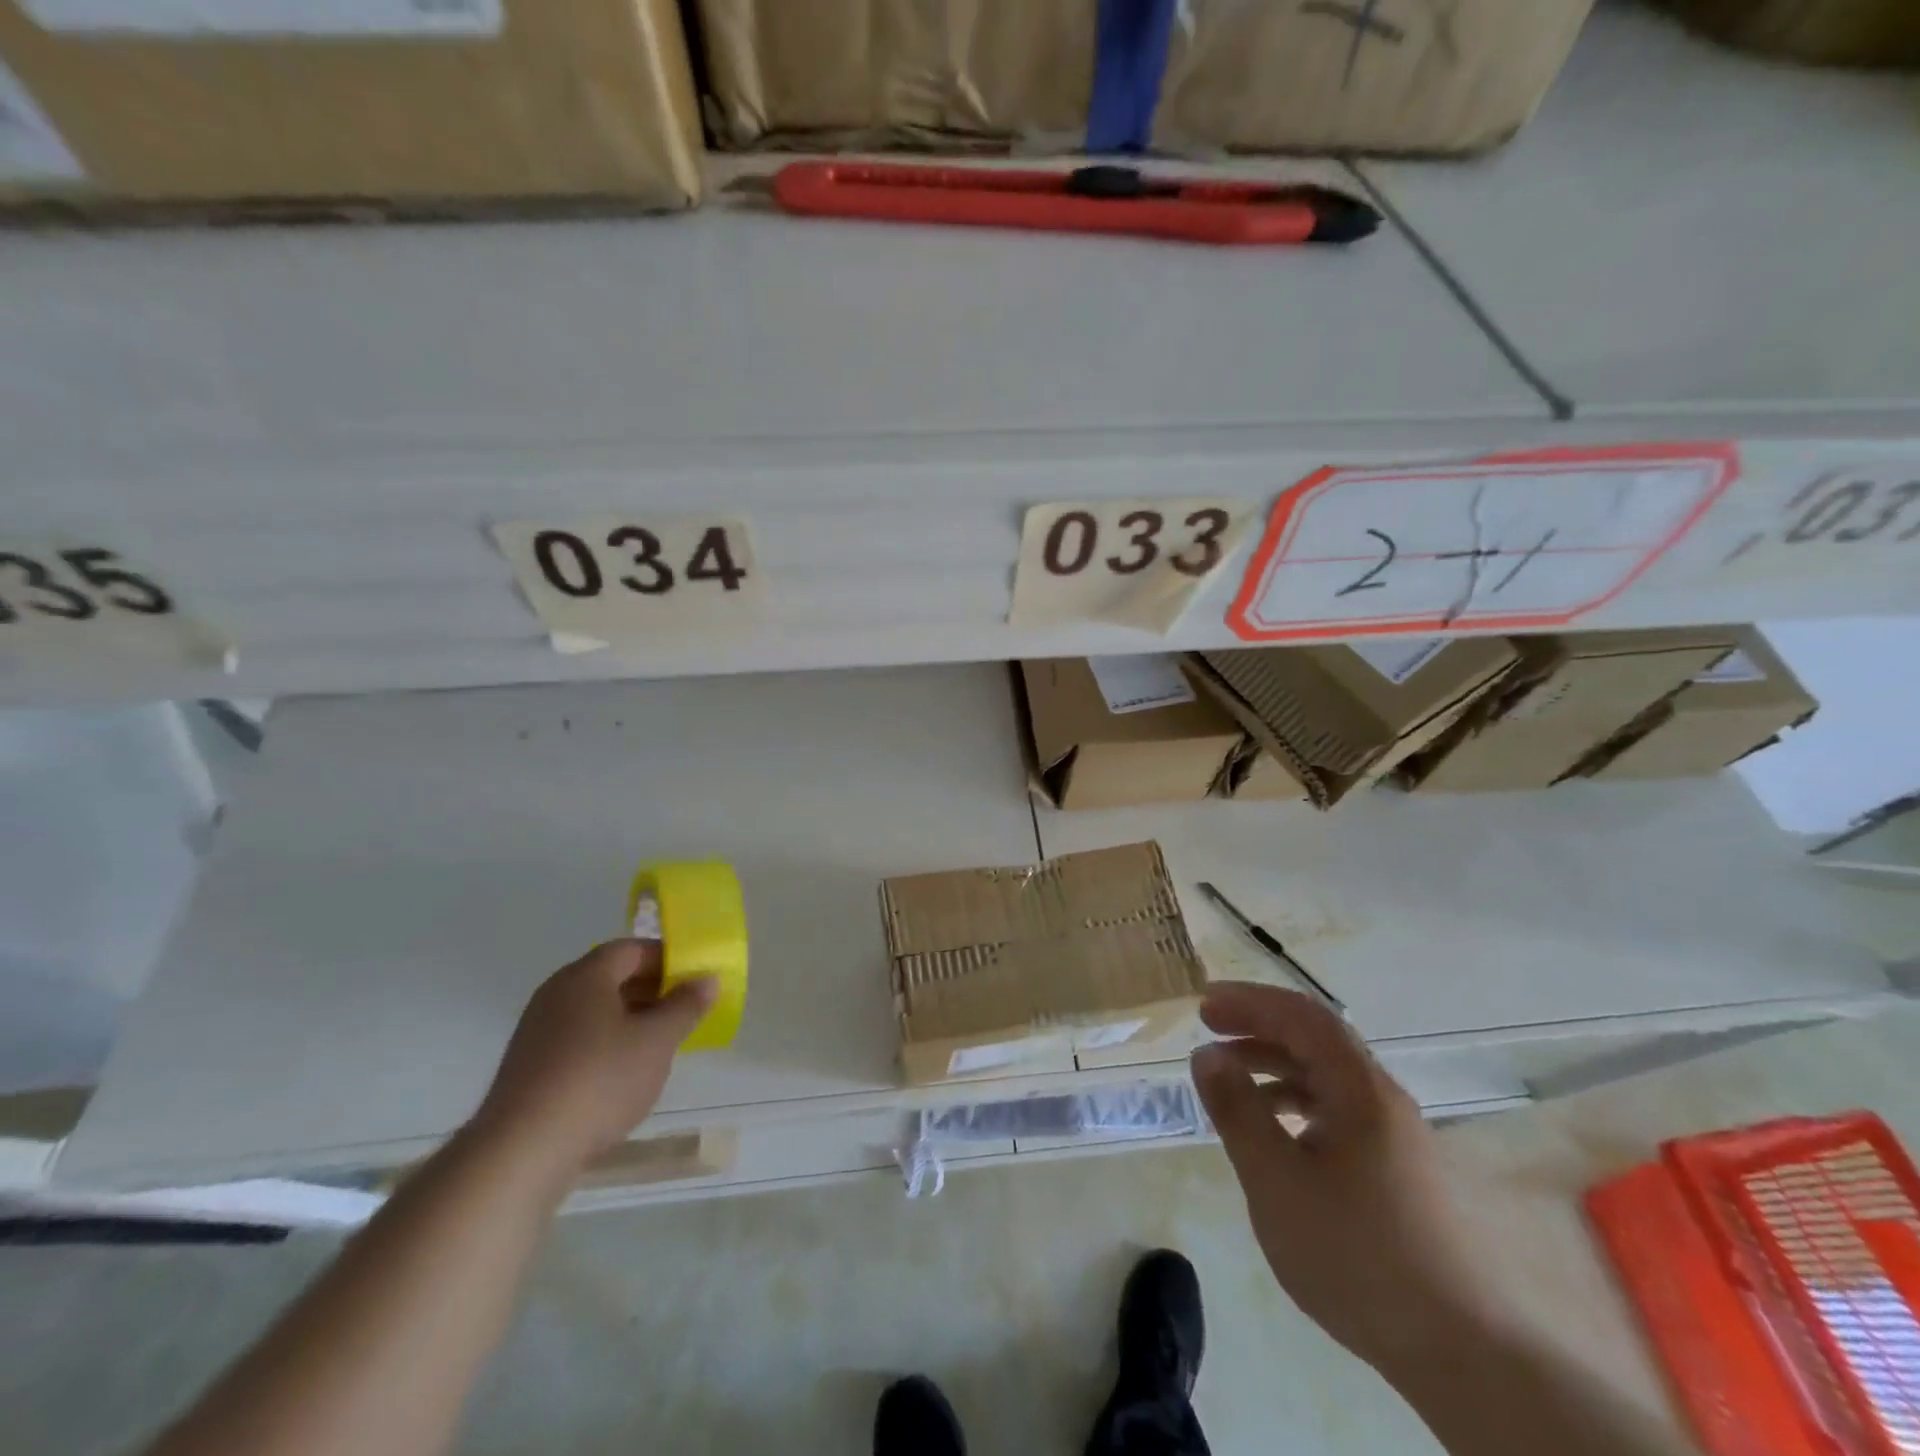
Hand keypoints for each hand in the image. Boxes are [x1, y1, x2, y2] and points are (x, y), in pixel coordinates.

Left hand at [470, 940, 715, 1185]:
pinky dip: (605, 1044)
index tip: (694, 980)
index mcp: (585, 976)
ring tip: (659, 1046)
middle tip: (683, 1012)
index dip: (667, 959)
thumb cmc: (599, 1081)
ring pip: (595, 1010)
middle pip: (612, 977)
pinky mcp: (528, 1066)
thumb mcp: (657, 1041)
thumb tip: (707, 979)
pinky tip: (622, 1075)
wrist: (521, 1153)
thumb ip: (686, 1006)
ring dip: (630, 1019)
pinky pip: (577, 1038)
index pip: (632, 949)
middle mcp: (556, 993)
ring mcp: (537, 1031)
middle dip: (652, 990)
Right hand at [1190, 982, 1508, 1375]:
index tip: (1203, 1008)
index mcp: (1360, 1090)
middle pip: (1316, 1039)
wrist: (1464, 1354)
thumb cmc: (1357, 1255)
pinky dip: (1296, 1102)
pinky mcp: (1398, 1169)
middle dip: (1259, 1027)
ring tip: (1230, 1082)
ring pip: (1327, 1076)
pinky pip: (1338, 1109)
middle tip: (1210, 1032)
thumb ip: (1237, 1111)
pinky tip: (1274, 1133)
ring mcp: (1396, 1135)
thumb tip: (1207, 1054)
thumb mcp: (1276, 1181)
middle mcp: (1382, 1099)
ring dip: (1275, 1065)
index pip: (1301, 1016)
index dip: (1250, 1001)